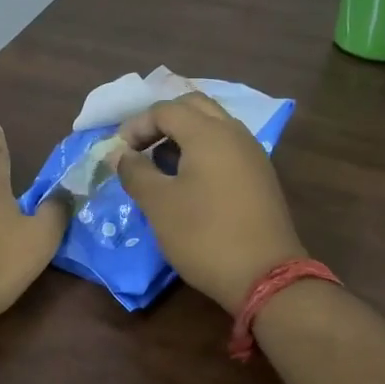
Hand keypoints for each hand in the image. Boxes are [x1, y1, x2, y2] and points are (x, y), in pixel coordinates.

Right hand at [113, 93, 305, 314]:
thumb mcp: (159, 204)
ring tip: (160, 167)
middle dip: (162, 122)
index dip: (136, 126)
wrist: (265, 276)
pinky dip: (202, 152)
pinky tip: (188, 183)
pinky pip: (226, 148)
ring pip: (213, 126)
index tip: (119, 153)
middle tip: (140, 148)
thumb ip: (135, 171)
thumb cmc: (204, 235)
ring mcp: (252, 154)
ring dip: (183, 136)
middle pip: (193, 107)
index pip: (165, 110)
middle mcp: (234, 134)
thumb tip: (119, 154)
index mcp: (209, 133)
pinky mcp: (260, 177)